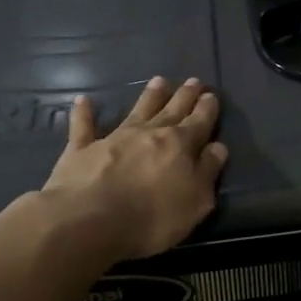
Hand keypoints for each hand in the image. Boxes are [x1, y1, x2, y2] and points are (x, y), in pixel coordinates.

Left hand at [40, 77, 227, 262]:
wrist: (89, 220)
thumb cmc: (152, 216)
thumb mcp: (196, 201)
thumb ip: (208, 171)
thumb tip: (218, 147)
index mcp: (181, 145)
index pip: (200, 122)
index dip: (207, 109)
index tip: (212, 95)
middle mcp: (150, 133)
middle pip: (172, 110)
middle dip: (185, 96)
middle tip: (193, 81)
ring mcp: (115, 138)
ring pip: (137, 110)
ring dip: (149, 96)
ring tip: (159, 80)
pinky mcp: (82, 149)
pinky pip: (84, 126)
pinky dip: (83, 113)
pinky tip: (83, 101)